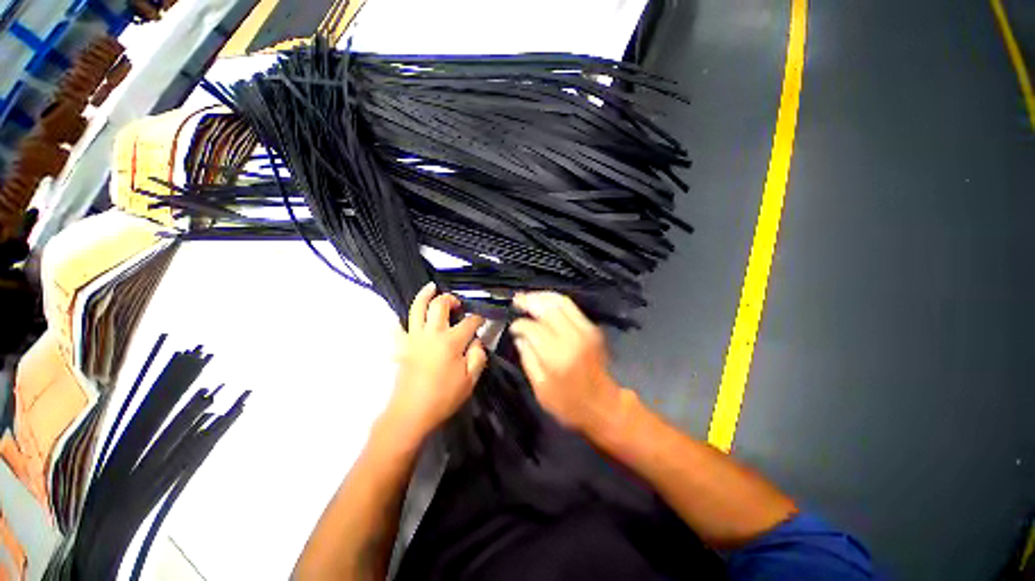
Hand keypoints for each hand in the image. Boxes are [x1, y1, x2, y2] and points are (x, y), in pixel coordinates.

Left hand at [385, 283, 486, 442]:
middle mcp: (432, 333)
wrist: (411, 414)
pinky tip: (407, 318)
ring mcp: (413, 338)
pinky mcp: (401, 347)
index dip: (478, 318)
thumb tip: (477, 341)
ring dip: (425, 295)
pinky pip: (398, 327)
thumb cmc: (443, 398)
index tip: (482, 320)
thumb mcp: (470, 380)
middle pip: (439, 305)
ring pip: (417, 308)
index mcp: (451, 341)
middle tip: (457, 304)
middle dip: (450, 299)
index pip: (469, 322)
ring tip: (431, 288)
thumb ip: (478, 356)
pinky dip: (401, 319)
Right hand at [510, 292, 624, 432]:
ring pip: (561, 301)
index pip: (533, 328)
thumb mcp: (540, 388)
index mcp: (557, 355)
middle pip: (547, 307)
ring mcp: (585, 330)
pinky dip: (555, 301)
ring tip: (528, 297)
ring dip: (542, 297)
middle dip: (529, 301)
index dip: (519, 324)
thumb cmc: (569, 403)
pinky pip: (571, 307)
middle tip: (516, 300)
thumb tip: (520, 336)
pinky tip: (544, 304)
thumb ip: (528, 358)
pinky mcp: (592, 328)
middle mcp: (573, 337)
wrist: (603, 405)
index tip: (513, 328)